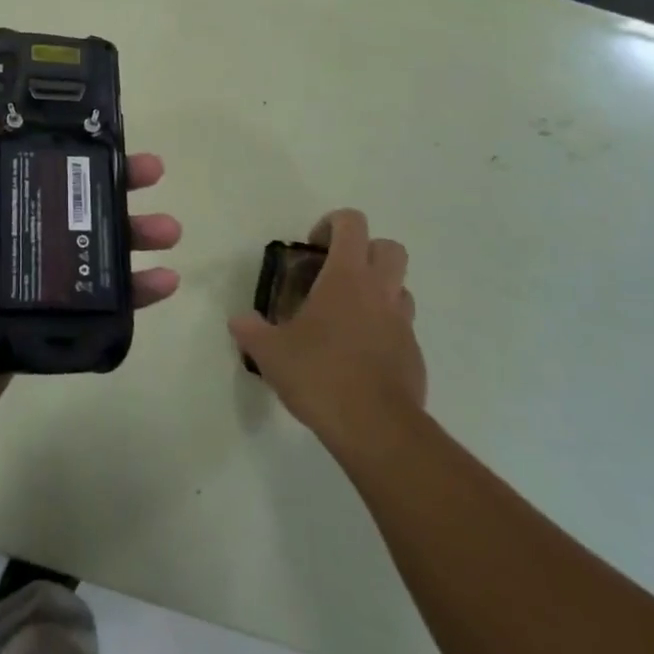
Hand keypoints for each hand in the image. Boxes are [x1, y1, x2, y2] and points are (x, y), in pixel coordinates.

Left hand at [0, 75, 181, 450]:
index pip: (38, 160)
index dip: (75, 144)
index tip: (111, 130)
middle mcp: (9, 232)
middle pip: (73, 200)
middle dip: (115, 185)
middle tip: (154, 175)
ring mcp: (28, 279)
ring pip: (92, 247)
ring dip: (133, 234)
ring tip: (169, 231)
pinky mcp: (43, 321)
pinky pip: (95, 300)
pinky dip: (132, 292)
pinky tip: (164, 283)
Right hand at [228, 209, 425, 459]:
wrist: (376, 430)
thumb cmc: (320, 374)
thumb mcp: (270, 352)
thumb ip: (251, 330)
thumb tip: (239, 321)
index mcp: (347, 277)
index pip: (352, 223)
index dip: (332, 224)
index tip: (312, 249)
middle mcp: (380, 292)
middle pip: (389, 248)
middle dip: (364, 251)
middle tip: (334, 274)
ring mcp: (403, 324)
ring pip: (400, 288)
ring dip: (377, 290)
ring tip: (345, 315)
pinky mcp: (414, 356)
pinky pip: (401, 328)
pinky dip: (382, 330)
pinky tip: (357, 355)